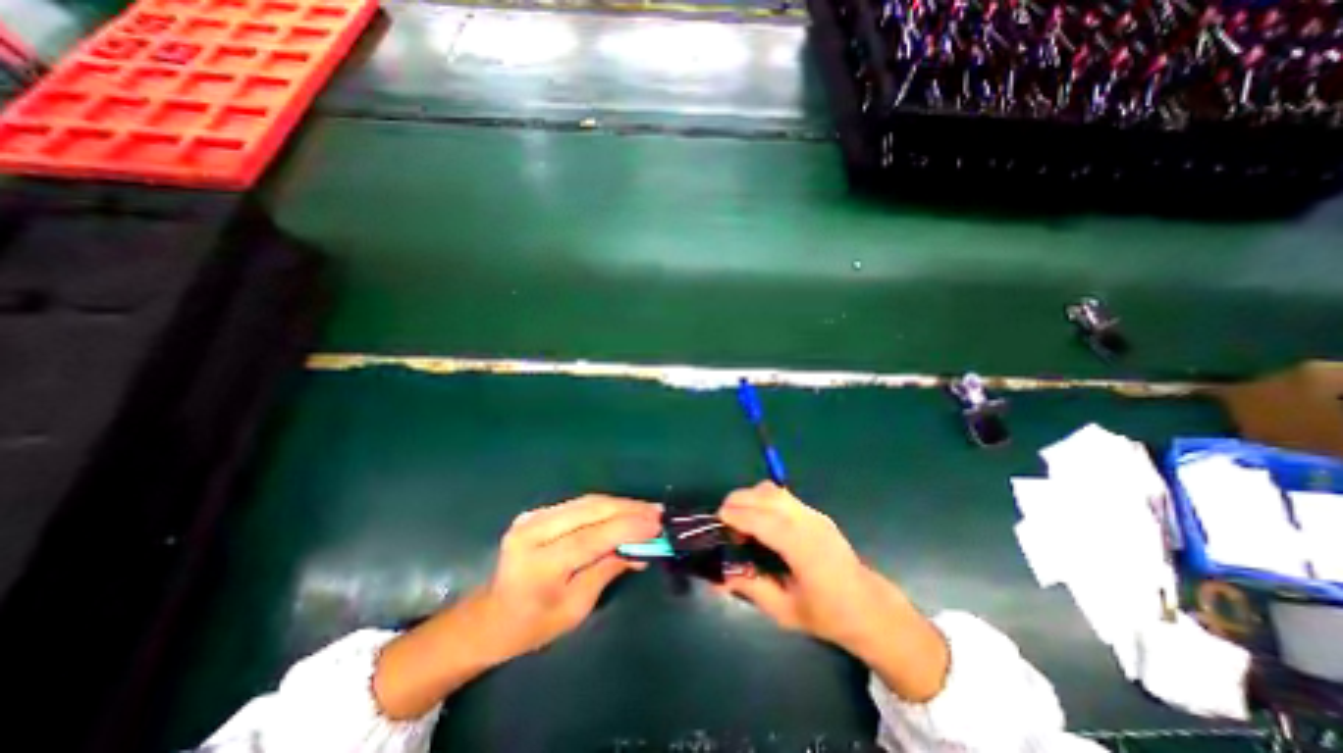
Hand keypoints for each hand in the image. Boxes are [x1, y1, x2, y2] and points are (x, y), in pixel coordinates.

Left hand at [480, 494, 663, 658]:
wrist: (491, 615)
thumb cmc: (534, 624)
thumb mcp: (576, 608)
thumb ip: (607, 571)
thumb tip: (641, 550)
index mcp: (539, 564)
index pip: (591, 538)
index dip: (628, 527)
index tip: (657, 524)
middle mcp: (533, 532)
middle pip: (591, 511)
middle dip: (629, 509)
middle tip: (657, 512)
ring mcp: (532, 517)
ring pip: (587, 502)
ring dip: (621, 504)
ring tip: (647, 509)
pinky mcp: (537, 512)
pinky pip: (579, 504)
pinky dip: (606, 506)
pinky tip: (624, 509)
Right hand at [717, 481, 948, 699]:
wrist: (870, 607)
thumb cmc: (828, 614)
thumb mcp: (786, 611)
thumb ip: (752, 589)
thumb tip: (718, 578)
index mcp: (804, 549)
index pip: (765, 521)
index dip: (739, 515)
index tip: (718, 519)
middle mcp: (809, 524)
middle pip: (768, 496)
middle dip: (740, 500)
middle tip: (723, 518)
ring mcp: (814, 515)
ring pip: (775, 490)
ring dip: (751, 496)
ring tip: (738, 516)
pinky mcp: (815, 513)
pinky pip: (783, 496)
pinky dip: (763, 499)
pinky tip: (758, 518)